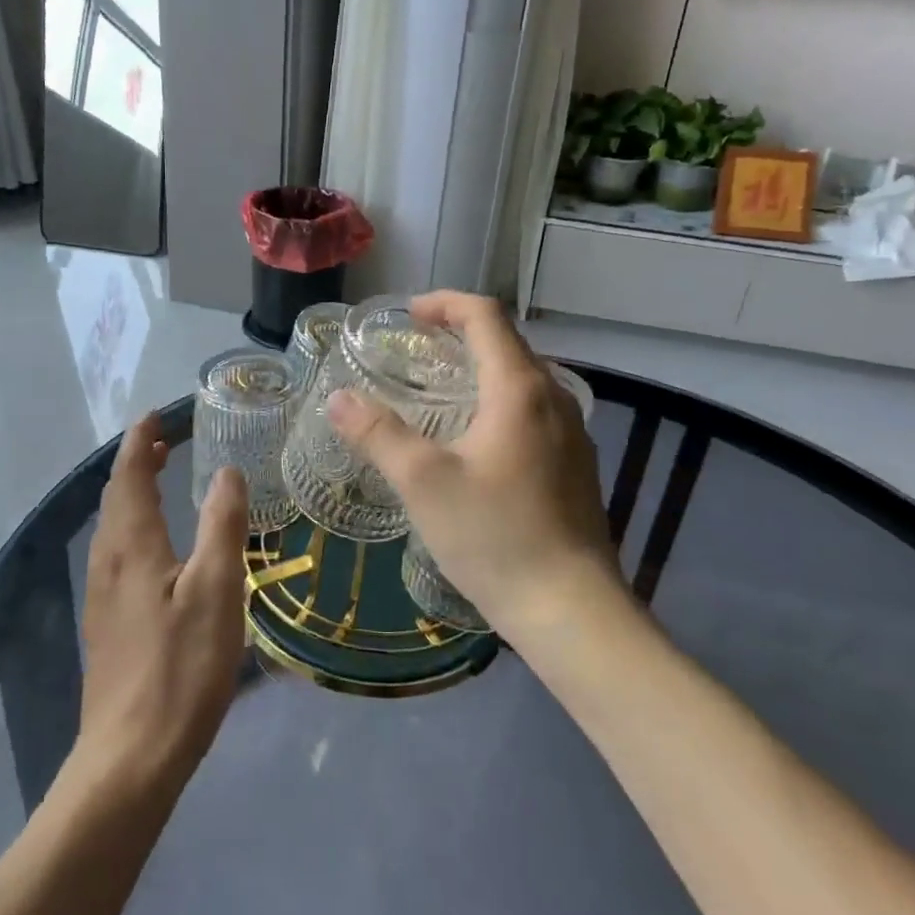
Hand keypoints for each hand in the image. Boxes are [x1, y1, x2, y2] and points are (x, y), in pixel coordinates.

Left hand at [73, 414, 249, 795]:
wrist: (130, 758)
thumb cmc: (180, 668)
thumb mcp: (216, 591)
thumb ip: (222, 526)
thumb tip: (226, 471)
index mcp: (131, 546)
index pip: (129, 476)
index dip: (140, 442)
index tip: (154, 415)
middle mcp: (108, 562)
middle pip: (116, 498)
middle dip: (136, 464)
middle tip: (163, 442)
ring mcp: (102, 597)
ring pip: (114, 528)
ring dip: (134, 495)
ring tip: (160, 482)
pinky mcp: (107, 625)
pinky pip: (117, 554)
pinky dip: (135, 527)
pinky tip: (156, 547)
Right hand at [327, 291, 618, 636]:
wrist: (572, 610)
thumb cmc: (496, 537)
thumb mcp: (424, 483)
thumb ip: (378, 434)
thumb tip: (338, 398)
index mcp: (520, 389)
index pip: (486, 316)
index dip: (445, 303)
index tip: (409, 315)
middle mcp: (554, 399)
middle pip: (507, 343)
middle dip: (460, 334)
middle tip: (416, 351)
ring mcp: (572, 433)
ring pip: (523, 379)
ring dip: (481, 370)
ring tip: (439, 393)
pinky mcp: (576, 465)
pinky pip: (534, 411)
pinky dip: (499, 402)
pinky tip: (475, 441)